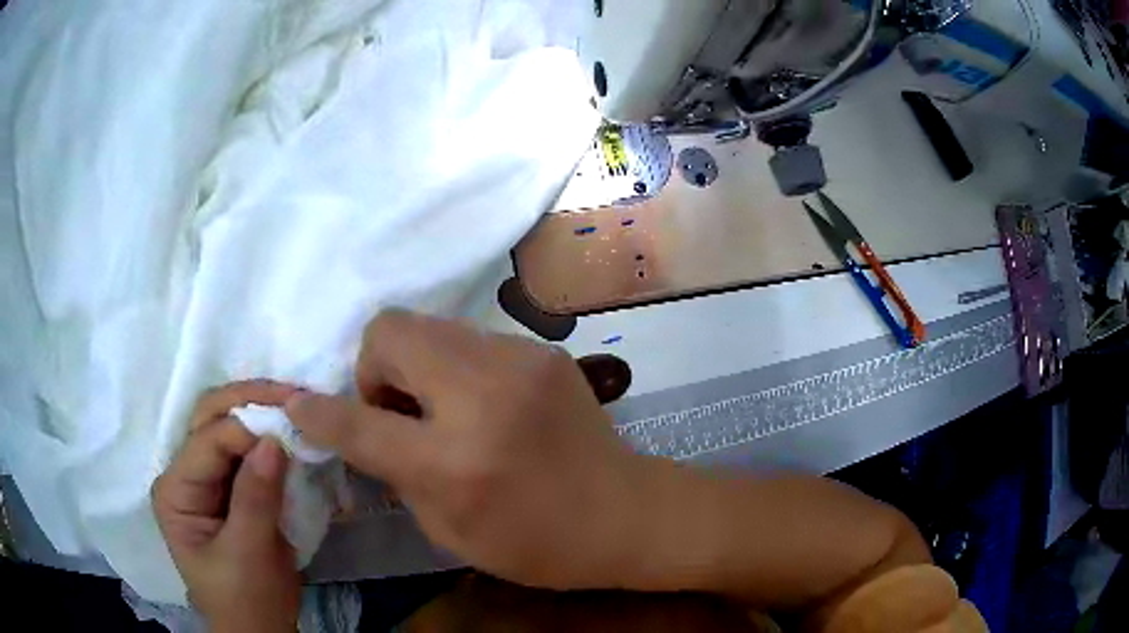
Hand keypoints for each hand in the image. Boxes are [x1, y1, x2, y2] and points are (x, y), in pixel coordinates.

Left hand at [152, 380, 301, 632]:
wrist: (258, 630)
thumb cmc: (246, 600)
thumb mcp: (249, 555)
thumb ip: (256, 498)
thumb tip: (275, 439)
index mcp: (176, 490)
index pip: (208, 440)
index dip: (248, 429)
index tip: (293, 428)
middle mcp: (183, 473)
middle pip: (210, 417)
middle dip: (250, 401)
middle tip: (295, 397)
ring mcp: (204, 478)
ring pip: (227, 425)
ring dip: (261, 413)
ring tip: (297, 408)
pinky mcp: (227, 486)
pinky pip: (244, 449)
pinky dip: (267, 437)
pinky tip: (290, 431)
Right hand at [286, 310, 648, 589]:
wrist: (625, 514)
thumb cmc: (535, 543)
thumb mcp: (447, 529)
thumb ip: (393, 472)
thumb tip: (357, 428)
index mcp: (453, 462)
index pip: (358, 420)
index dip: (318, 413)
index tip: (300, 408)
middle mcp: (482, 397)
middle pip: (389, 331)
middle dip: (374, 368)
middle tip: (396, 410)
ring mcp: (519, 362)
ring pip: (428, 326)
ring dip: (415, 364)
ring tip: (437, 407)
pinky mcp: (542, 351)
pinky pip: (470, 340)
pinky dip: (455, 367)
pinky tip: (480, 403)